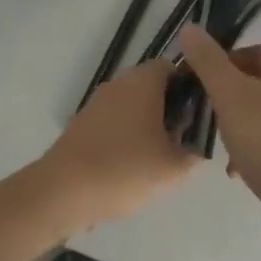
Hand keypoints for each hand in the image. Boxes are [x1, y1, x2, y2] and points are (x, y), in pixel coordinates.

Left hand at [39, 59, 197, 229]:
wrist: (62, 192)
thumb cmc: (125, 169)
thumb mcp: (174, 168)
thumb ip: (194, 154)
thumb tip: (195, 147)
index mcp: (143, 81)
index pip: (173, 68)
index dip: (190, 88)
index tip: (198, 115)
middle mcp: (119, 83)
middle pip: (152, 87)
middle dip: (170, 110)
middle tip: (182, 141)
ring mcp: (97, 103)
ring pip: (132, 106)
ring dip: (147, 126)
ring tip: (158, 159)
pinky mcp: (81, 124)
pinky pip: (113, 123)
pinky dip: (125, 138)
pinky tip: (130, 168)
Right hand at [178, 25, 260, 260]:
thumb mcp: (230, 94)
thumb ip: (208, 61)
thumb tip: (190, 27)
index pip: (254, 51)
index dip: (224, 60)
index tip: (200, 80)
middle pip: (256, 84)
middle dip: (227, 97)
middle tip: (204, 111)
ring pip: (260, 116)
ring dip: (236, 127)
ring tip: (216, 143)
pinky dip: (249, 152)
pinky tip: (234, 171)